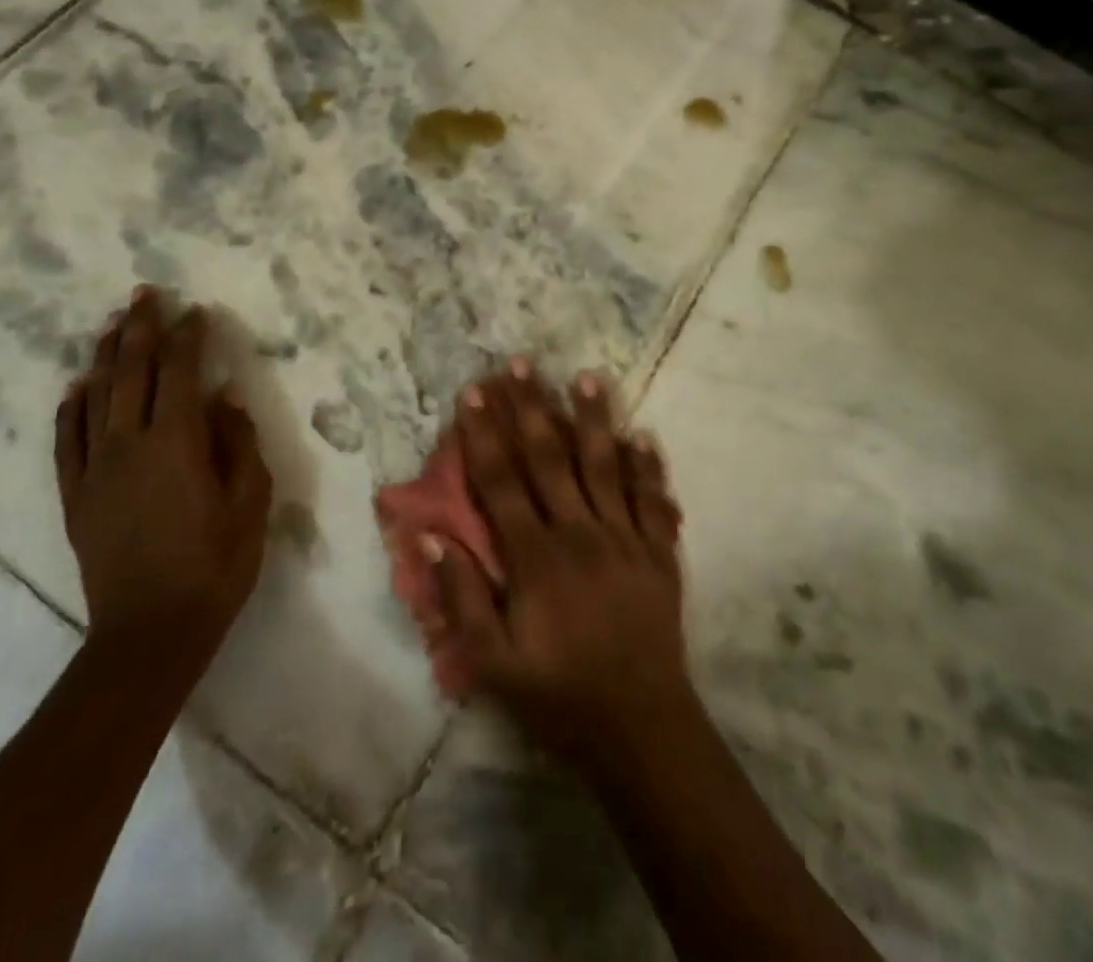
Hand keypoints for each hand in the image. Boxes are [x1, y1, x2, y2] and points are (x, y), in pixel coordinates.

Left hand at [56, 289, 272, 673]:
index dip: (186, 337)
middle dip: (139, 329)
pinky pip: (67, 439)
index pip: (178, 372)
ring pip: (95, 397)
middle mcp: (128, 444)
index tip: (194, 311)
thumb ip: (238, 444)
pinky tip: (77, 387)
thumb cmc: (214, 565)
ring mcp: (95, 469)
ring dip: (105, 356)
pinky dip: (71, 407)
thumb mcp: (249, 503)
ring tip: (113, 326)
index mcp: (176, 442)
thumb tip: (224, 399)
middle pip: (130, 372)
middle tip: (144, 295)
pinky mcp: (75, 496)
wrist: (150, 632)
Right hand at [429, 359, 693, 772]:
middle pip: (550, 458)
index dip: (484, 434)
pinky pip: (653, 501)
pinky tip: (643, 435)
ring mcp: (625, 539)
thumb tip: (433, 536)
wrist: (641, 729)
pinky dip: (648, 467)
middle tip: (521, 363)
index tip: (473, 392)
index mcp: (536, 557)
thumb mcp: (493, 665)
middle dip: (531, 407)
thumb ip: (462, 598)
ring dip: (593, 419)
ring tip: (587, 377)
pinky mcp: (659, 554)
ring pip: (605, 466)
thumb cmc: (559, 697)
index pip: (502, 481)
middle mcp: (580, 533)